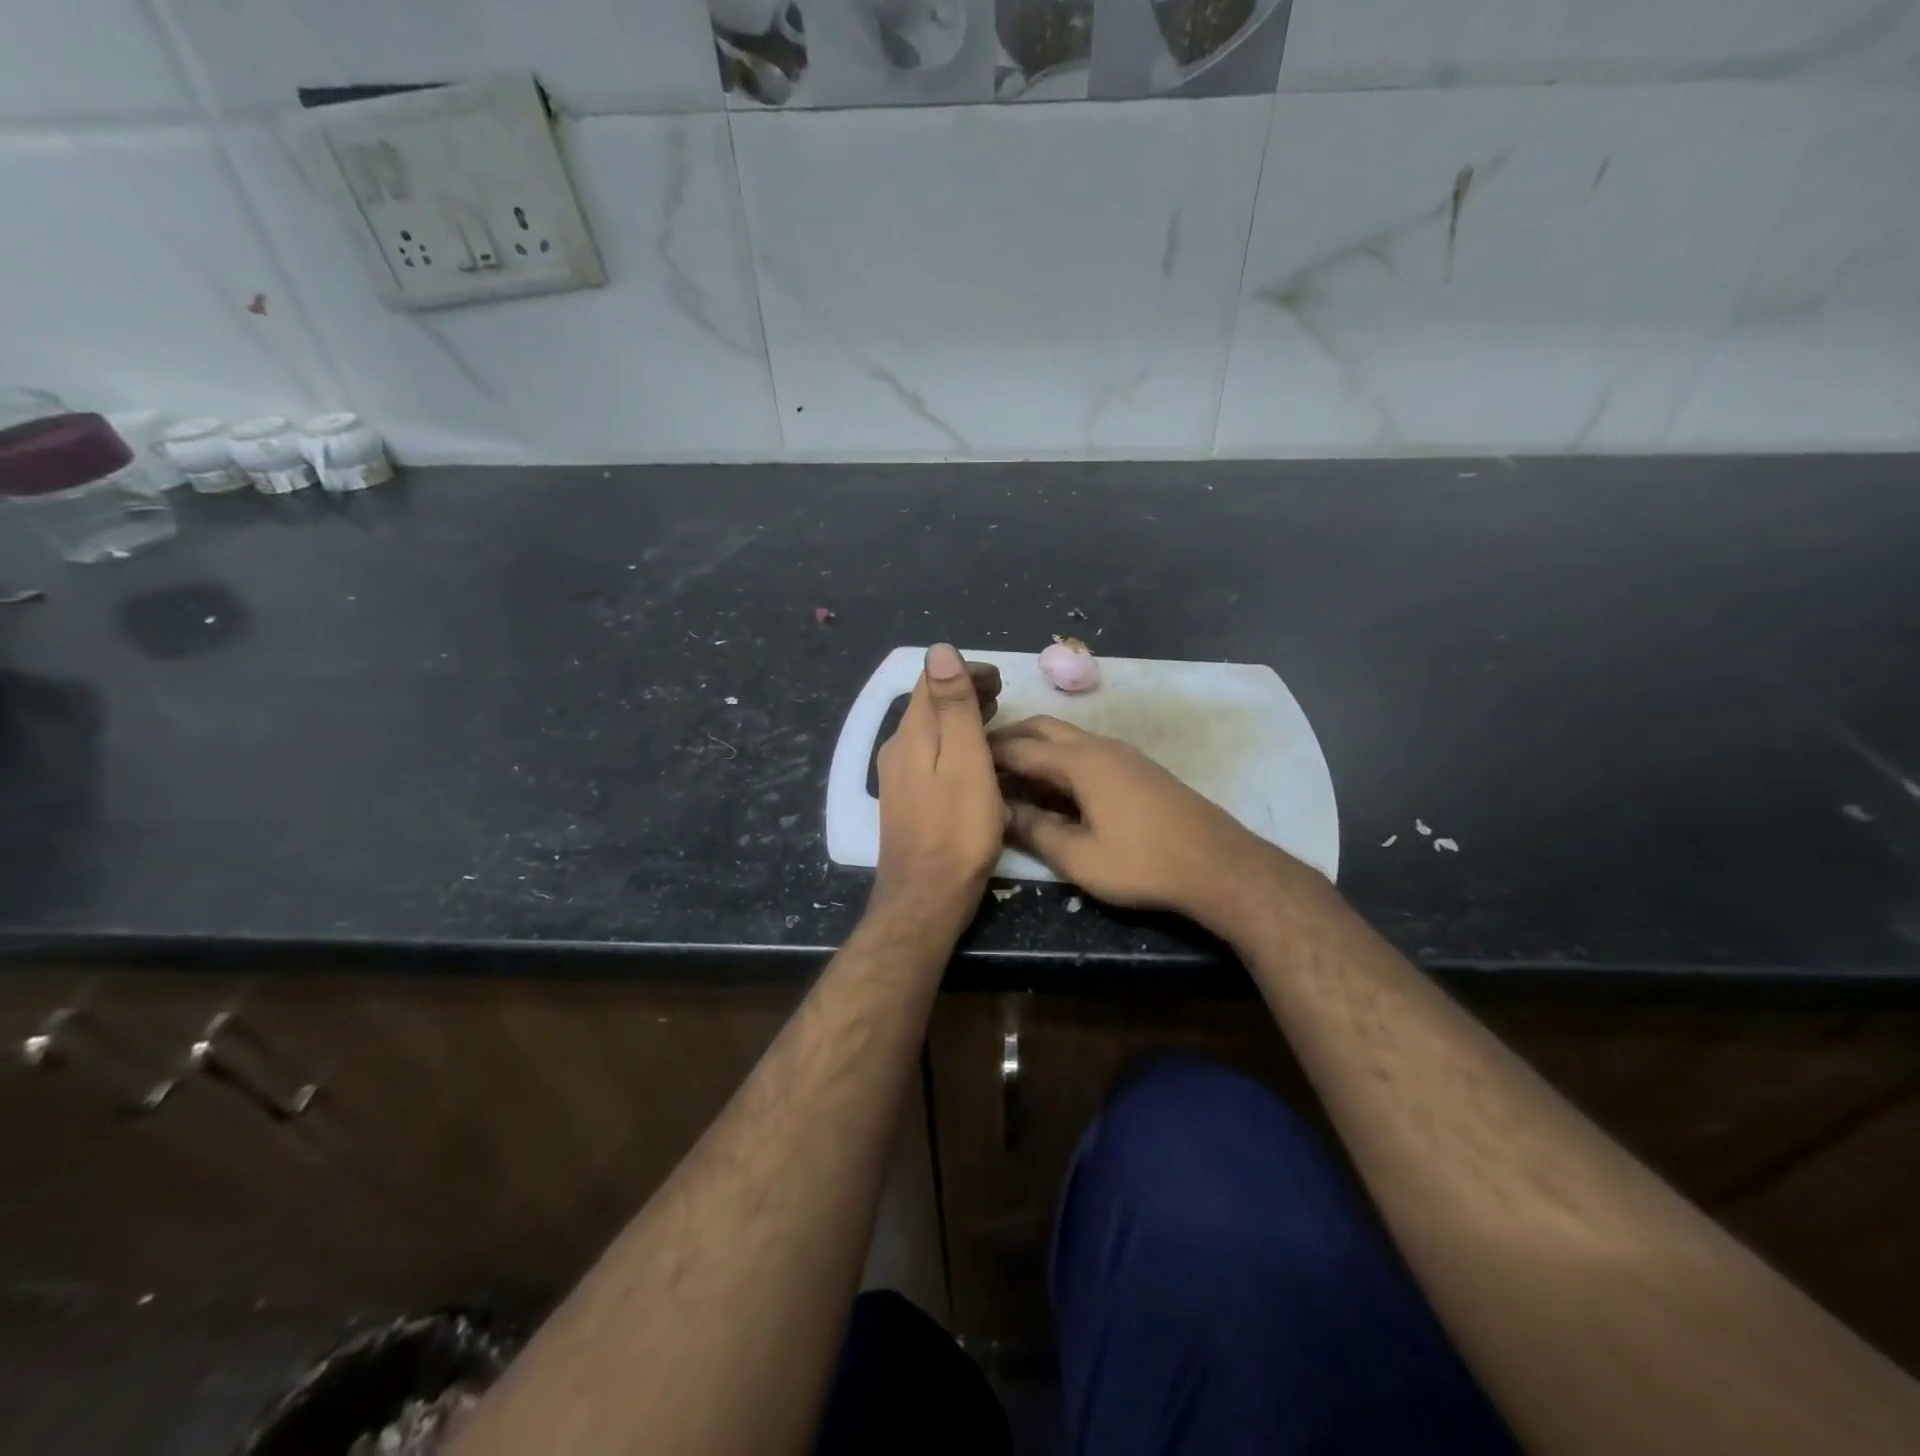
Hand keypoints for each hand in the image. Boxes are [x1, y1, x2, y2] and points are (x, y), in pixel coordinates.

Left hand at [871, 645, 1004, 926]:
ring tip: (993, 718)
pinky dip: (953, 744)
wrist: (926, 898)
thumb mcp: (964, 761)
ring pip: (929, 731)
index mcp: (910, 734)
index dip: (964, 671)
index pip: (930, 681)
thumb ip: (953, 706)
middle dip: (962, 691)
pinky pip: (929, 755)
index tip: (1000, 678)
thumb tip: (939, 649)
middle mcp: (896, 749)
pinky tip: (973, 759)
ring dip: (959, 717)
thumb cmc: (957, 830)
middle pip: (928, 705)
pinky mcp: (906, 801)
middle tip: (1001, 695)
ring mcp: (897, 777)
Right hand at [990, 715, 1279, 932]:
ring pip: (1066, 737)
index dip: (986, 754)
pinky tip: (1053, 786)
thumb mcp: (1080, 857)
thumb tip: (999, 812)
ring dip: (1035, 747)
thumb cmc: (1144, 863)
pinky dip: (1058, 758)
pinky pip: (1085, 750)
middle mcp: (1099, 746)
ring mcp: (1122, 753)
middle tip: (979, 761)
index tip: (958, 760)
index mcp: (1081, 762)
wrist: (1219, 865)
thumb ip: (1036, 831)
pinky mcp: (1137, 767)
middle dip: (1009, 739)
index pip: (1020, 748)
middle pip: (1042, 728)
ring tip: (1009, 774)